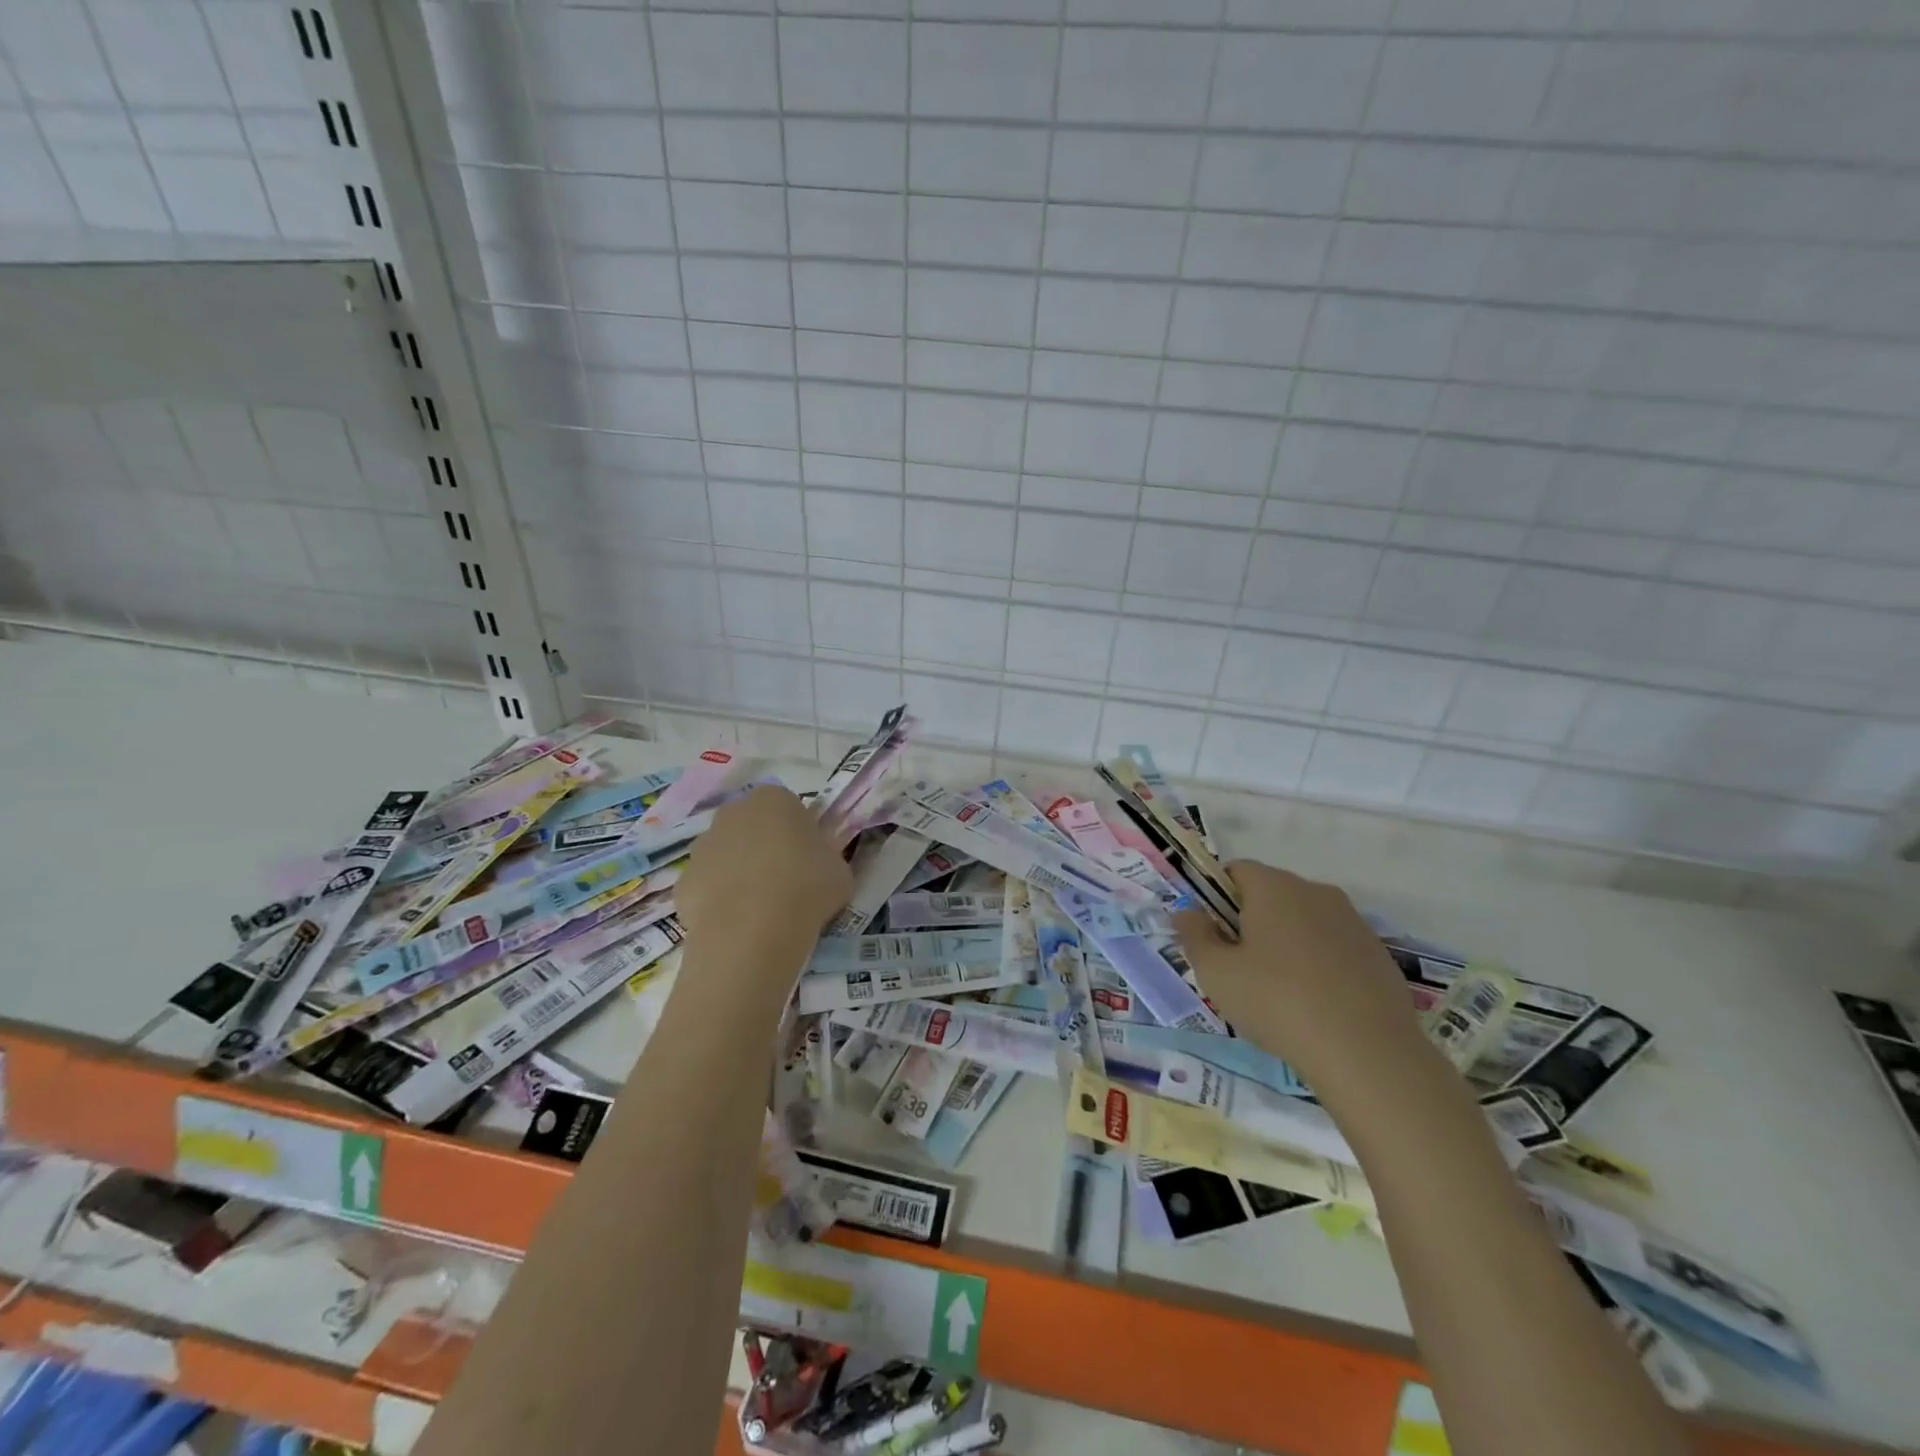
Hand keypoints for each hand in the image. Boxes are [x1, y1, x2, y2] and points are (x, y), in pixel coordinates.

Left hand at [676, 785, 852, 964]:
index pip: (788, 806)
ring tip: (760, 908)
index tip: (808, 859)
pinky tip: (737, 924)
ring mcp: (702, 847)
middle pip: (750, 825)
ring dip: (738, 872)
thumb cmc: (806, 888)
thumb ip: (826, 857)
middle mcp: (732, 813)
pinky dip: (719, 901)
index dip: (799, 832)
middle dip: (763, 846)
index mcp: (774, 800)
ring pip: (725, 855)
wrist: (753, 932)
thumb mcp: (839, 870)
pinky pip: (707, 887)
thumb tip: (817, 863)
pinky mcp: (683, 882)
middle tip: (785, 880)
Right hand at [1174, 861, 1427, 1100]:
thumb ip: (1194, 935)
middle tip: (1239, 967)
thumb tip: (1186, 911)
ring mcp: (1352, 921)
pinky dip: (1319, 963)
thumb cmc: (1276, 1001)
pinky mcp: (1377, 953)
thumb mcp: (1216, 972)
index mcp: (1274, 887)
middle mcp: (1315, 891)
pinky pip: (1334, 946)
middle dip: (1251, 920)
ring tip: (1279, 991)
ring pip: (1304, 920)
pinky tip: (1316, 1004)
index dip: (1217, 897)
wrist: (1366, 1052)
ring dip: (1286, 942)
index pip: (1236, 870)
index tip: (1213, 935)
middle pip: (1271, 893)